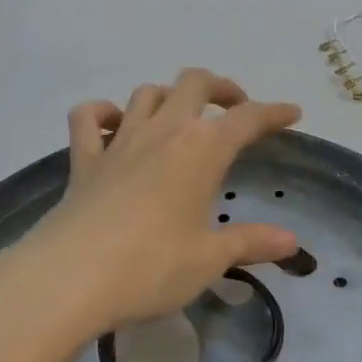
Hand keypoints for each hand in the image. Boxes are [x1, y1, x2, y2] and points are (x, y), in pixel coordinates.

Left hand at [4, 69, 302, 340]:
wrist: (69, 278)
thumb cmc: (151, 267)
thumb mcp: (210, 259)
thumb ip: (251, 242)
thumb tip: (292, 240)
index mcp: (201, 149)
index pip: (247, 118)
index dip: (273, 112)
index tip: (292, 113)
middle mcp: (163, 131)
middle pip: (195, 83)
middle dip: (221, 88)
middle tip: (235, 108)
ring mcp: (119, 141)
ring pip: (147, 93)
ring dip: (169, 96)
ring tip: (181, 117)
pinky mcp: (84, 159)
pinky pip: (89, 118)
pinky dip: (103, 113)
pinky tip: (114, 125)